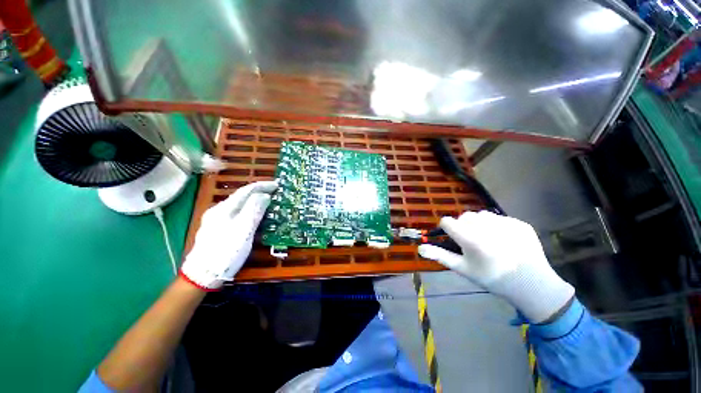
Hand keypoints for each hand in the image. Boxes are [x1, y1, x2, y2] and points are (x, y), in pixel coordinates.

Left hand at [180, 181, 276, 289]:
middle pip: (242, 196)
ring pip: (239, 205)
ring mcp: (217, 220)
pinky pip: (237, 213)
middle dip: (259, 192)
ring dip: (255, 201)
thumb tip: (265, 196)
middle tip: (275, 193)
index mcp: (225, 208)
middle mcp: (219, 210)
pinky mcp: (218, 228)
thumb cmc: (226, 252)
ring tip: (268, 202)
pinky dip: (249, 210)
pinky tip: (254, 215)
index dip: (263, 186)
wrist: (202, 275)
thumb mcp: (243, 230)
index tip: (277, 185)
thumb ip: (254, 210)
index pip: (246, 190)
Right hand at [418, 211, 573, 322]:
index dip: (446, 229)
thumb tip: (419, 248)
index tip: (453, 238)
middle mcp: (486, 227)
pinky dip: (498, 226)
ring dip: (480, 224)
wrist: (531, 284)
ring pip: (481, 215)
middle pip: (464, 217)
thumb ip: (440, 255)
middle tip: (472, 241)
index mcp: (470, 238)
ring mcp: (505, 223)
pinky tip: (505, 240)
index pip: (447, 222)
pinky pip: (500, 218)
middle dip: (463, 226)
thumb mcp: (463, 268)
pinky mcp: (519, 223)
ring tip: (488, 239)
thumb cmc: (491, 277)